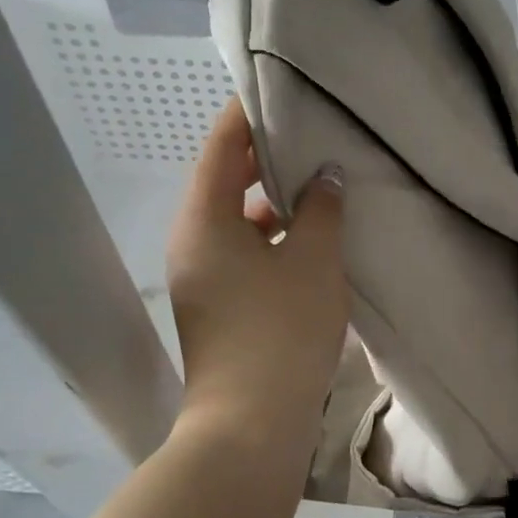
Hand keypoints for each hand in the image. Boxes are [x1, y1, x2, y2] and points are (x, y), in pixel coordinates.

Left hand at [166, 99, 347, 446]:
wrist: (250, 425)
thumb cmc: (280, 331)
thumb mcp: (311, 260)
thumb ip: (319, 209)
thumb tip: (325, 176)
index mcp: (204, 220)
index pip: (220, 146)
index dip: (246, 114)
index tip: (277, 91)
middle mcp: (192, 241)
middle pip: (224, 181)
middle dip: (264, 157)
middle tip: (308, 134)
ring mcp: (201, 276)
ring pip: (234, 220)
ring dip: (271, 200)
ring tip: (317, 183)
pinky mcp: (217, 304)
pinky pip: (241, 251)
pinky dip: (270, 237)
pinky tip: (310, 239)